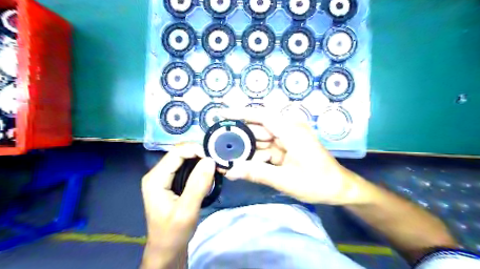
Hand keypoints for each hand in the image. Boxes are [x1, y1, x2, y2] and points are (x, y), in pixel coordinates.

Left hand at [141, 143, 214, 266]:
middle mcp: (157, 173)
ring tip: (215, 164)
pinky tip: (208, 171)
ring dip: (200, 159)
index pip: (177, 152)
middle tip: (217, 160)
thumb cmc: (174, 233)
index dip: (196, 149)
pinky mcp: (171, 182)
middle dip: (200, 153)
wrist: (167, 249)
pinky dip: (198, 166)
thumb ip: (198, 184)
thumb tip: (210, 160)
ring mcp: (164, 177)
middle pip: (180, 153)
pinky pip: (186, 166)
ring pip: (184, 158)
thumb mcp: (187, 211)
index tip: (214, 157)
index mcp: (155, 178)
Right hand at [221, 108, 374, 204]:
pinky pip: (268, 148)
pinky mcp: (287, 147)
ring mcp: (288, 138)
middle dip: (239, 137)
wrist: (339, 188)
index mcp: (291, 130)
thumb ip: (256, 173)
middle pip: (258, 128)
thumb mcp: (285, 179)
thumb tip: (230, 171)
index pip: (261, 115)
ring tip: (226, 155)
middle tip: (218, 144)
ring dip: (247, 148)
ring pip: (261, 139)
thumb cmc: (317, 182)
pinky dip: (256, 155)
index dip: (240, 113)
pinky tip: (244, 163)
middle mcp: (288, 129)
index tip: (221, 114)